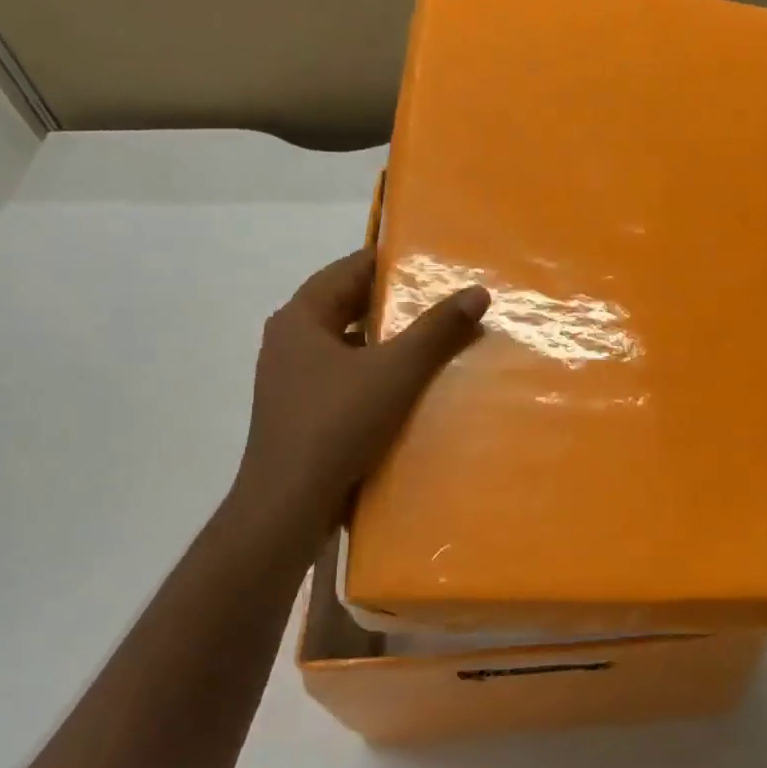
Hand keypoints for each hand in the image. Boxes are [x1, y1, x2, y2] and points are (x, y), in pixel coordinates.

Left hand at [229, 249, 488, 528]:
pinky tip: (409, 386)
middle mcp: (290, 341)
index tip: (433, 262)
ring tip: (435, 341)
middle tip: (443, 300)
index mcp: (300, 318)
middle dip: (394, 304)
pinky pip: (345, 377)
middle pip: (347, 306)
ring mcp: (293, 380)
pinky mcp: (302, 413)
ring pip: (348, 344)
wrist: (288, 505)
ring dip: (387, 341)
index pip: (349, 270)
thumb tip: (477, 291)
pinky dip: (375, 373)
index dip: (390, 262)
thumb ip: (437, 330)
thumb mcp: (396, 371)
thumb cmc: (337, 424)